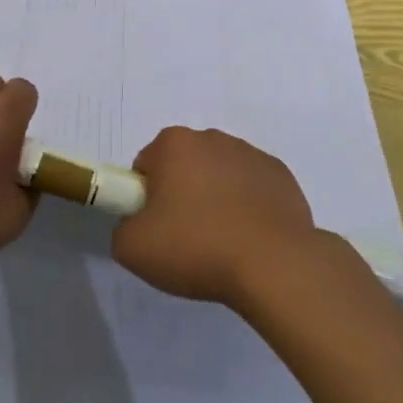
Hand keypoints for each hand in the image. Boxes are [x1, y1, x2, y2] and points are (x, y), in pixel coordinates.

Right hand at [111, 126, 318, 310]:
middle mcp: (211, 137)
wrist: (273, 264)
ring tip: (222, 243)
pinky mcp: (280, 175)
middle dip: (181, 194)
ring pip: (219, 174)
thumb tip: (137, 224)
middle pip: (184, 166)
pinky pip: (252, 188)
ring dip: (216, 198)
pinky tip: (250, 239)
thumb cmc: (196, 247)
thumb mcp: (133, 248)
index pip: (146, 166)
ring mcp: (250, 154)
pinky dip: (247, 206)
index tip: (158, 228)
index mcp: (174, 143)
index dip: (146, 199)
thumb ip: (122, 228)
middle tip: (186, 238)